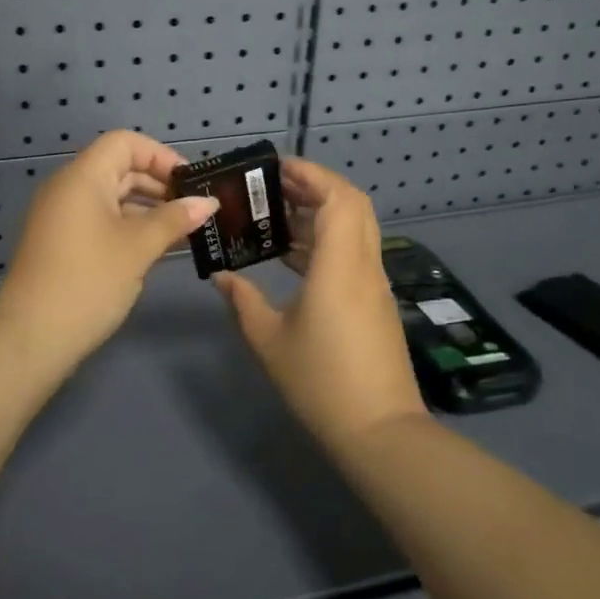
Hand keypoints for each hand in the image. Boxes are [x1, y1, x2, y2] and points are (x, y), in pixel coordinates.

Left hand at [0, 130, 218, 373]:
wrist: (31, 338)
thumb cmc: (88, 281)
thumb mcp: (138, 248)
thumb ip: (174, 220)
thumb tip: (208, 202)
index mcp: (82, 177)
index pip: (125, 143)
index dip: (161, 156)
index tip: (190, 183)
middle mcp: (68, 188)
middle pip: (119, 168)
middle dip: (159, 184)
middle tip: (195, 209)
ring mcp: (61, 217)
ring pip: (111, 197)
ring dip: (147, 209)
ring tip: (183, 231)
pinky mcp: (60, 243)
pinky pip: (100, 220)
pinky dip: (128, 226)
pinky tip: (155, 248)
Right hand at [213, 158, 427, 451]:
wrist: (378, 430)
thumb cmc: (320, 381)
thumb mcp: (269, 340)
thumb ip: (242, 301)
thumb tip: (221, 276)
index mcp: (340, 266)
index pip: (338, 198)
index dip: (312, 174)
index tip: (277, 169)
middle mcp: (364, 265)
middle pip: (352, 205)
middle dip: (316, 187)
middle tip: (274, 188)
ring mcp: (374, 284)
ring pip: (355, 229)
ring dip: (321, 215)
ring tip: (277, 218)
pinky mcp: (375, 302)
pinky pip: (354, 254)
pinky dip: (327, 242)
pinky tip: (294, 257)